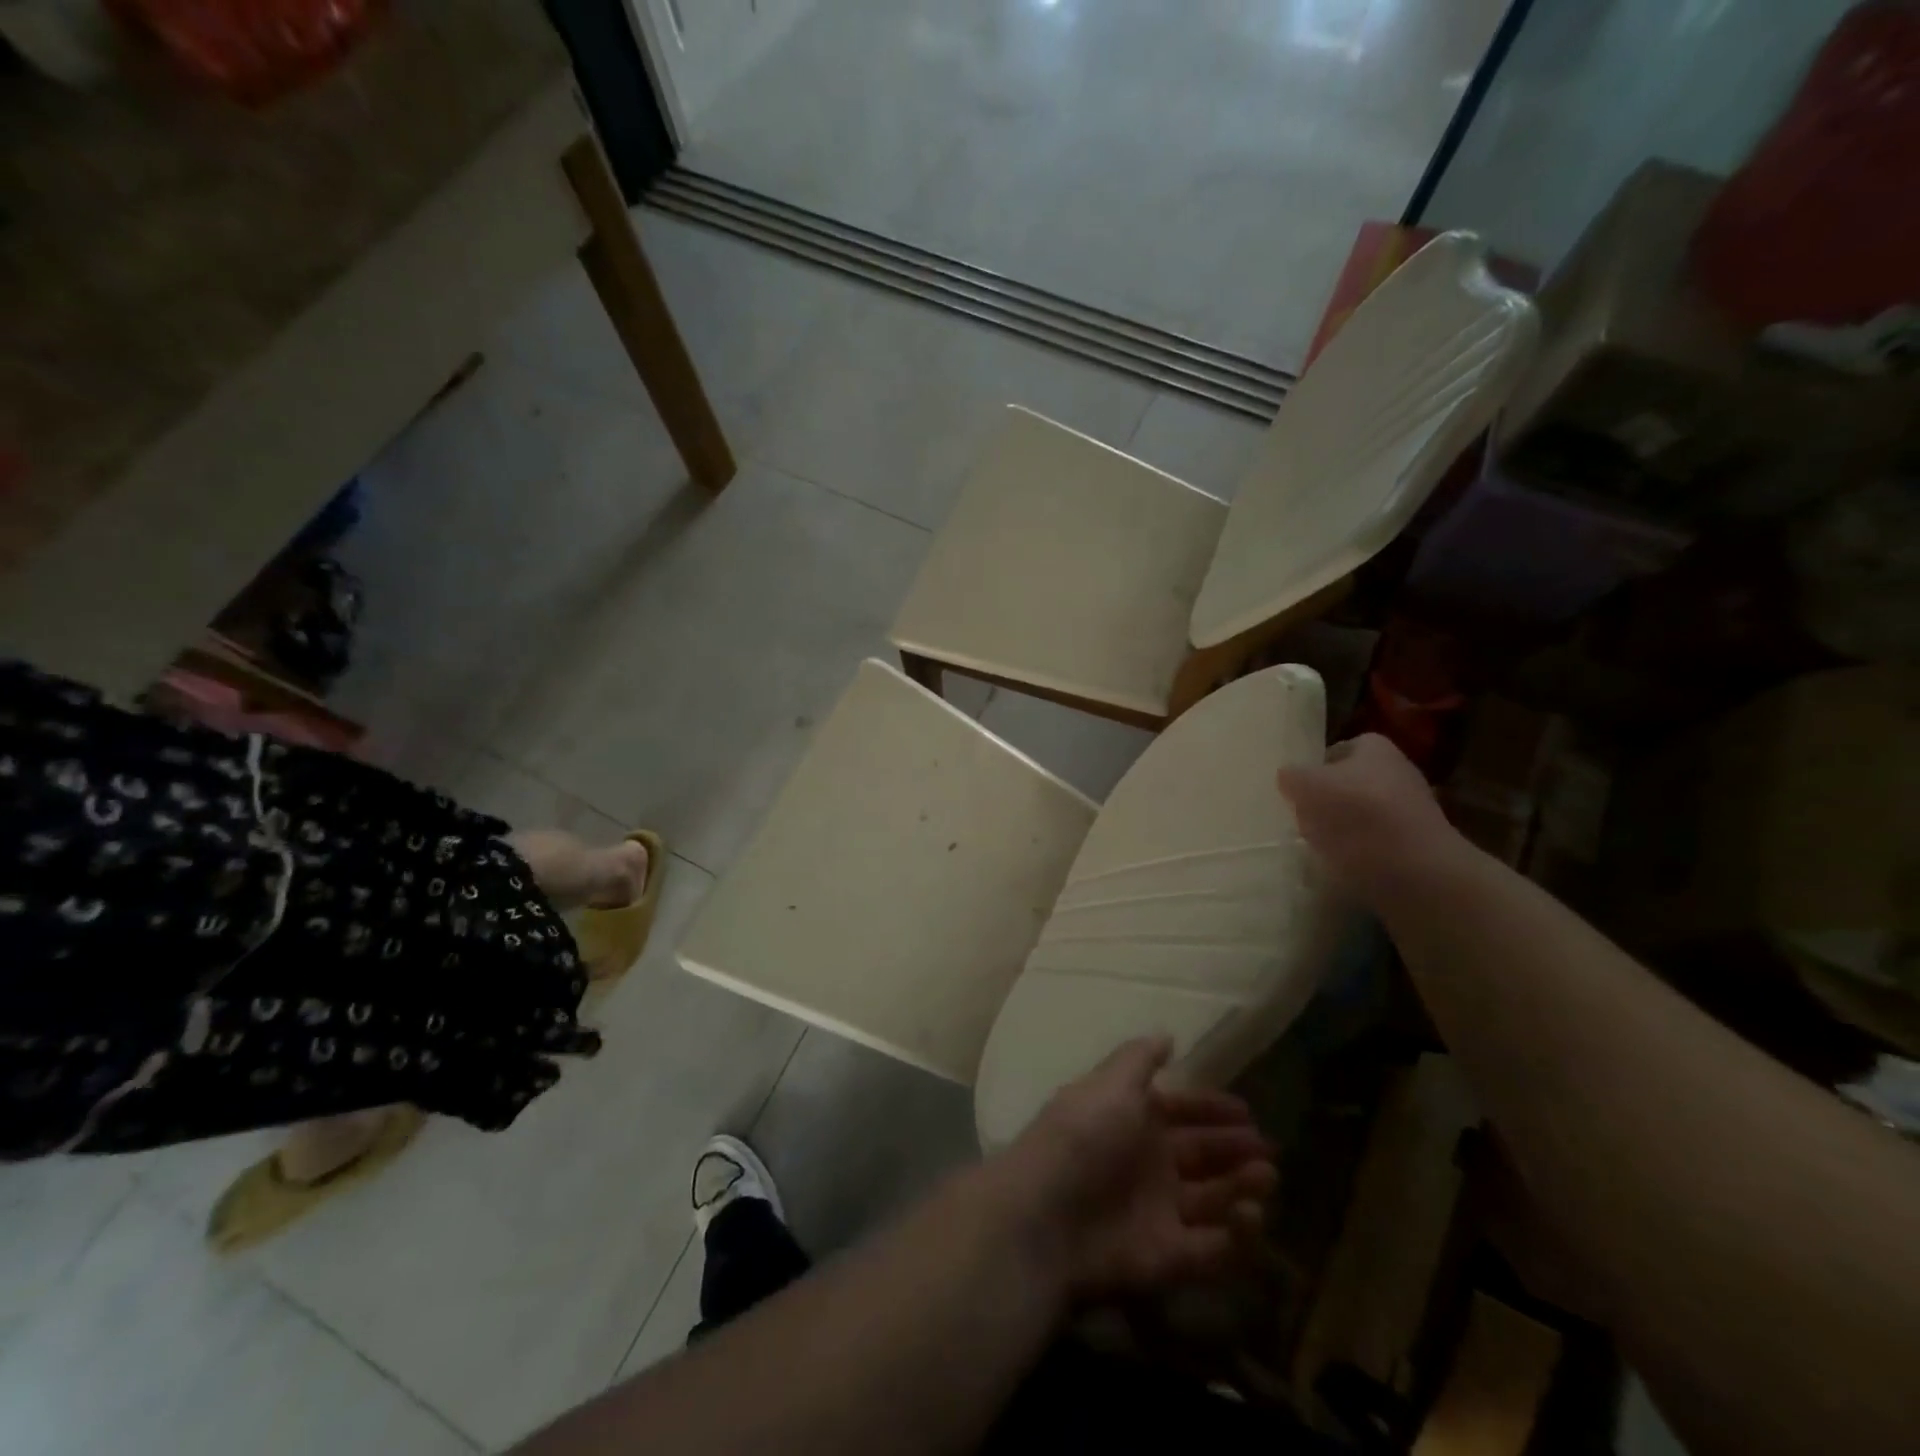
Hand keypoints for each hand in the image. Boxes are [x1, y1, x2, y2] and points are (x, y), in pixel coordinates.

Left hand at [1000, 1037, 1274, 1298]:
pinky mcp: (1169, 1259)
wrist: (1048, 1215)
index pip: (1179, 1112)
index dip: (1210, 1111)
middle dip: (1234, 1149)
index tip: (1247, 1112)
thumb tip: (1167, 1036)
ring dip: (1241, 1187)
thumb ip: (1139, 1059)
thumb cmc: (1082, 1137)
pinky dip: (1237, 1236)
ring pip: (1212, 1199)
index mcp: (1131, 1120)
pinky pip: (1212, 1248)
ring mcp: (1158, 1212)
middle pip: (1200, 1155)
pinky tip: (1252, 1215)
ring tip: (1266, 1175)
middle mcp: (1147, 1164)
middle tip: (1266, 1148)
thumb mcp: (1110, 1085)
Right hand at [1277, 733, 1462, 902]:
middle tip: (1302, 817)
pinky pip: (1374, 843)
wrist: (1414, 871)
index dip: (1314, 767)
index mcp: (1375, 747)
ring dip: (1339, 828)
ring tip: (1318, 843)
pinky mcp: (1415, 846)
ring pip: (1360, 814)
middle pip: (1349, 783)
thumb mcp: (1307, 786)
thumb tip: (1288, 776)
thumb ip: (1292, 776)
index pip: (1336, 750)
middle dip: (1326, 799)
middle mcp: (1398, 771)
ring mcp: (1410, 810)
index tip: (1296, 789)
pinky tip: (1342, 863)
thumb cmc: (1356, 814)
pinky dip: (1357, 851)